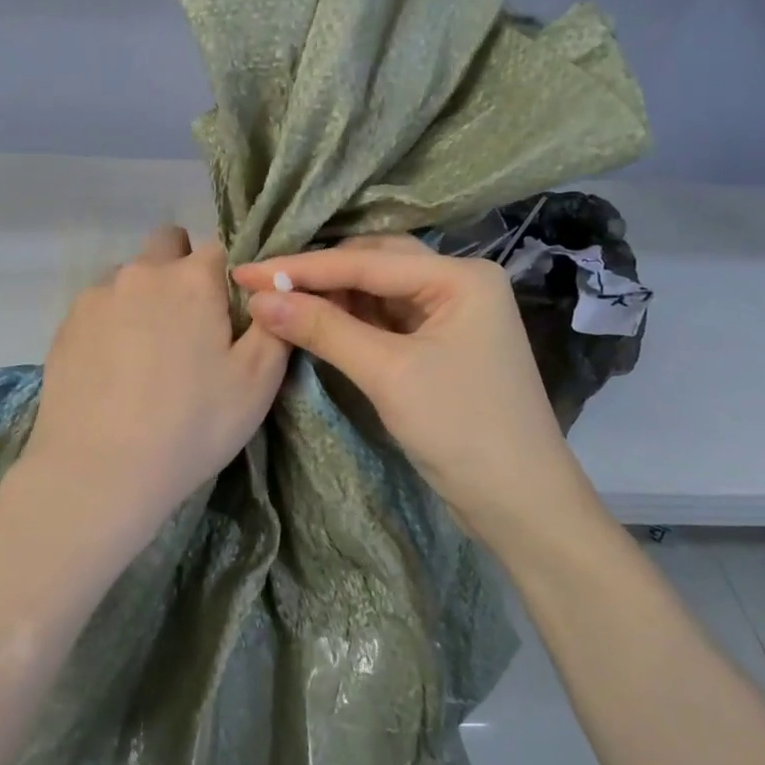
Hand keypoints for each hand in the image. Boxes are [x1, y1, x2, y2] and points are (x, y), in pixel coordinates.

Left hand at [22, 225, 288, 544]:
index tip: (231, 314)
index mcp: (192, 279)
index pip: (220, 247)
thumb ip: (272, 325)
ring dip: (145, 297)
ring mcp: (96, 297)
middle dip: (182, 270)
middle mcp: (141, 273)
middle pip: (168, 245)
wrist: (98, 471)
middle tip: (190, 327)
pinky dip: (112, 324)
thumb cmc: (191, 425)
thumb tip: (269, 294)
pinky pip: (99, 307)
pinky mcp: (65, 325)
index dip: (230, 276)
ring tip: (147, 356)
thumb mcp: (258, 382)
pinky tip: (115, 370)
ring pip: (130, 277)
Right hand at [234, 236, 587, 533]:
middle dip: (316, 275)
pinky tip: (313, 321)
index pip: (366, 261)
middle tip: (260, 283)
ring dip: (330, 296)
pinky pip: (384, 320)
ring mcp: (450, 315)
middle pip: (374, 264)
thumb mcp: (388, 374)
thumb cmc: (461, 429)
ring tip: (276, 299)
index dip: (300, 269)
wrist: (519, 503)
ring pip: (377, 291)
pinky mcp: (439, 345)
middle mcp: (458, 284)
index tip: (245, 272)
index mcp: (460, 276)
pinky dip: (348, 321)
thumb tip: (259, 300)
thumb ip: (324, 330)